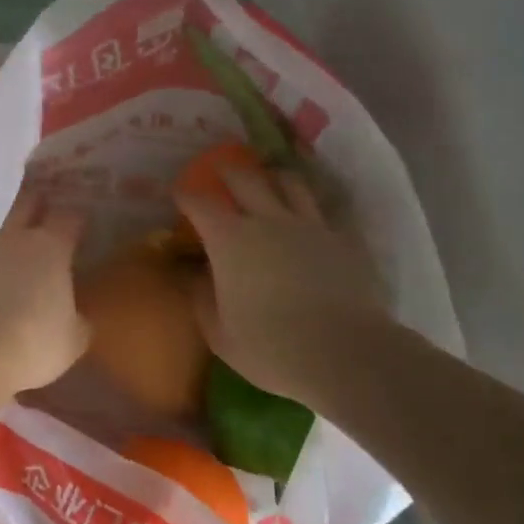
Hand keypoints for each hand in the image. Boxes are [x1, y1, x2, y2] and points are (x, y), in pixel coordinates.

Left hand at [0, 189, 88, 395]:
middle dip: (42, 201)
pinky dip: (6, 261)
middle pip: (29, 203)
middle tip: (56, 205)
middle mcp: (19, 240)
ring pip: (9, 230)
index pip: (70, 216)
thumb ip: (79, 320)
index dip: (79, 215)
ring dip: (21, 232)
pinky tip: (14, 275)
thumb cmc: (35, 340)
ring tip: (36, 244)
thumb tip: (77, 316)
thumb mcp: (73, 338)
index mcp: (52, 246)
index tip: (88, 218)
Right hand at [176, 164, 387, 410]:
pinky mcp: (344, 239)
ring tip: (269, 179)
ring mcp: (310, 226)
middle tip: (220, 168)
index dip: (184, 194)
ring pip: (290, 183)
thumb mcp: (219, 333)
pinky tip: (310, 217)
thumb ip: (201, 298)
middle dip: (227, 170)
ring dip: (273, 177)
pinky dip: (312, 208)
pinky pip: (325, 211)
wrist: (346, 354)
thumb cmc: (271, 347)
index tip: (177, 194)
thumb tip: (194, 276)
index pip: (199, 203)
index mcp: (229, 240)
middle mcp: (268, 220)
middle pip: (244, 178)